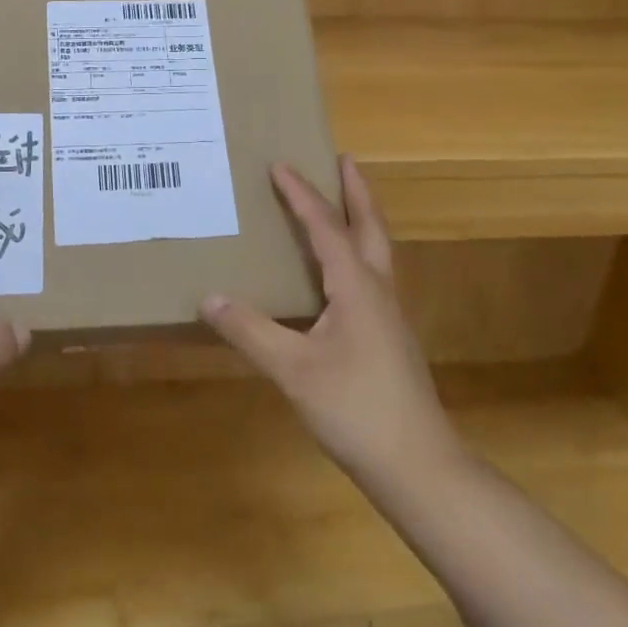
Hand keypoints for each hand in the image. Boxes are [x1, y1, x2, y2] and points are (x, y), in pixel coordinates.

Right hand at [201, 158, 458, 494]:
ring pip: (376, 250)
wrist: (418, 467)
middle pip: (370, 226)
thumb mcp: (293, 370)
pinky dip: (357, 252)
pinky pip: (372, 275)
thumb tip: (209, 297)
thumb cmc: (355, 410)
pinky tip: (340, 273)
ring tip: (343, 203)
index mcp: (356, 286)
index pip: (324, 226)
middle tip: (343, 159)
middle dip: (356, 190)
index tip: (280, 163)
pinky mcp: (389, 337)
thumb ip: (250, 331)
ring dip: (360, 218)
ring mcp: (388, 315)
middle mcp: (377, 290)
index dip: (300, 194)